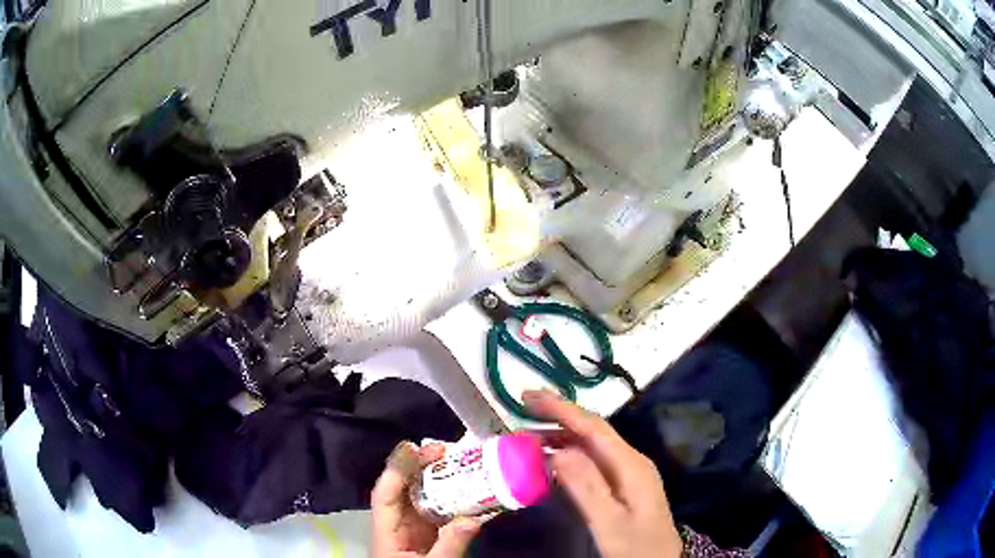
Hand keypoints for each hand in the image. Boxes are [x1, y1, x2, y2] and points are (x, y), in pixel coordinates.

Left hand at [372, 442, 483, 557]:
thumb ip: (449, 545)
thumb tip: (472, 519)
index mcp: (385, 532)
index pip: (385, 495)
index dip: (396, 469)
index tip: (412, 447)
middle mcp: (395, 525)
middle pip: (402, 489)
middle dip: (418, 466)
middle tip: (441, 450)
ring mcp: (411, 530)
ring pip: (419, 497)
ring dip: (435, 478)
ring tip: (454, 460)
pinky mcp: (427, 536)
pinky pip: (435, 510)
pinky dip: (448, 497)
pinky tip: (464, 488)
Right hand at [523, 390, 682, 557]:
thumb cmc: (635, 547)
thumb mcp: (609, 522)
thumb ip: (587, 487)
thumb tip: (558, 451)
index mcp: (630, 464)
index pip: (593, 427)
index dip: (561, 408)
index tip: (528, 397)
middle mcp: (630, 461)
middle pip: (591, 432)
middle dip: (556, 419)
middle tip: (520, 413)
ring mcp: (627, 473)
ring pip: (590, 447)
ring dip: (559, 439)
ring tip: (525, 439)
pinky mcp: (622, 486)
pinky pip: (591, 462)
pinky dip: (567, 457)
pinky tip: (550, 462)